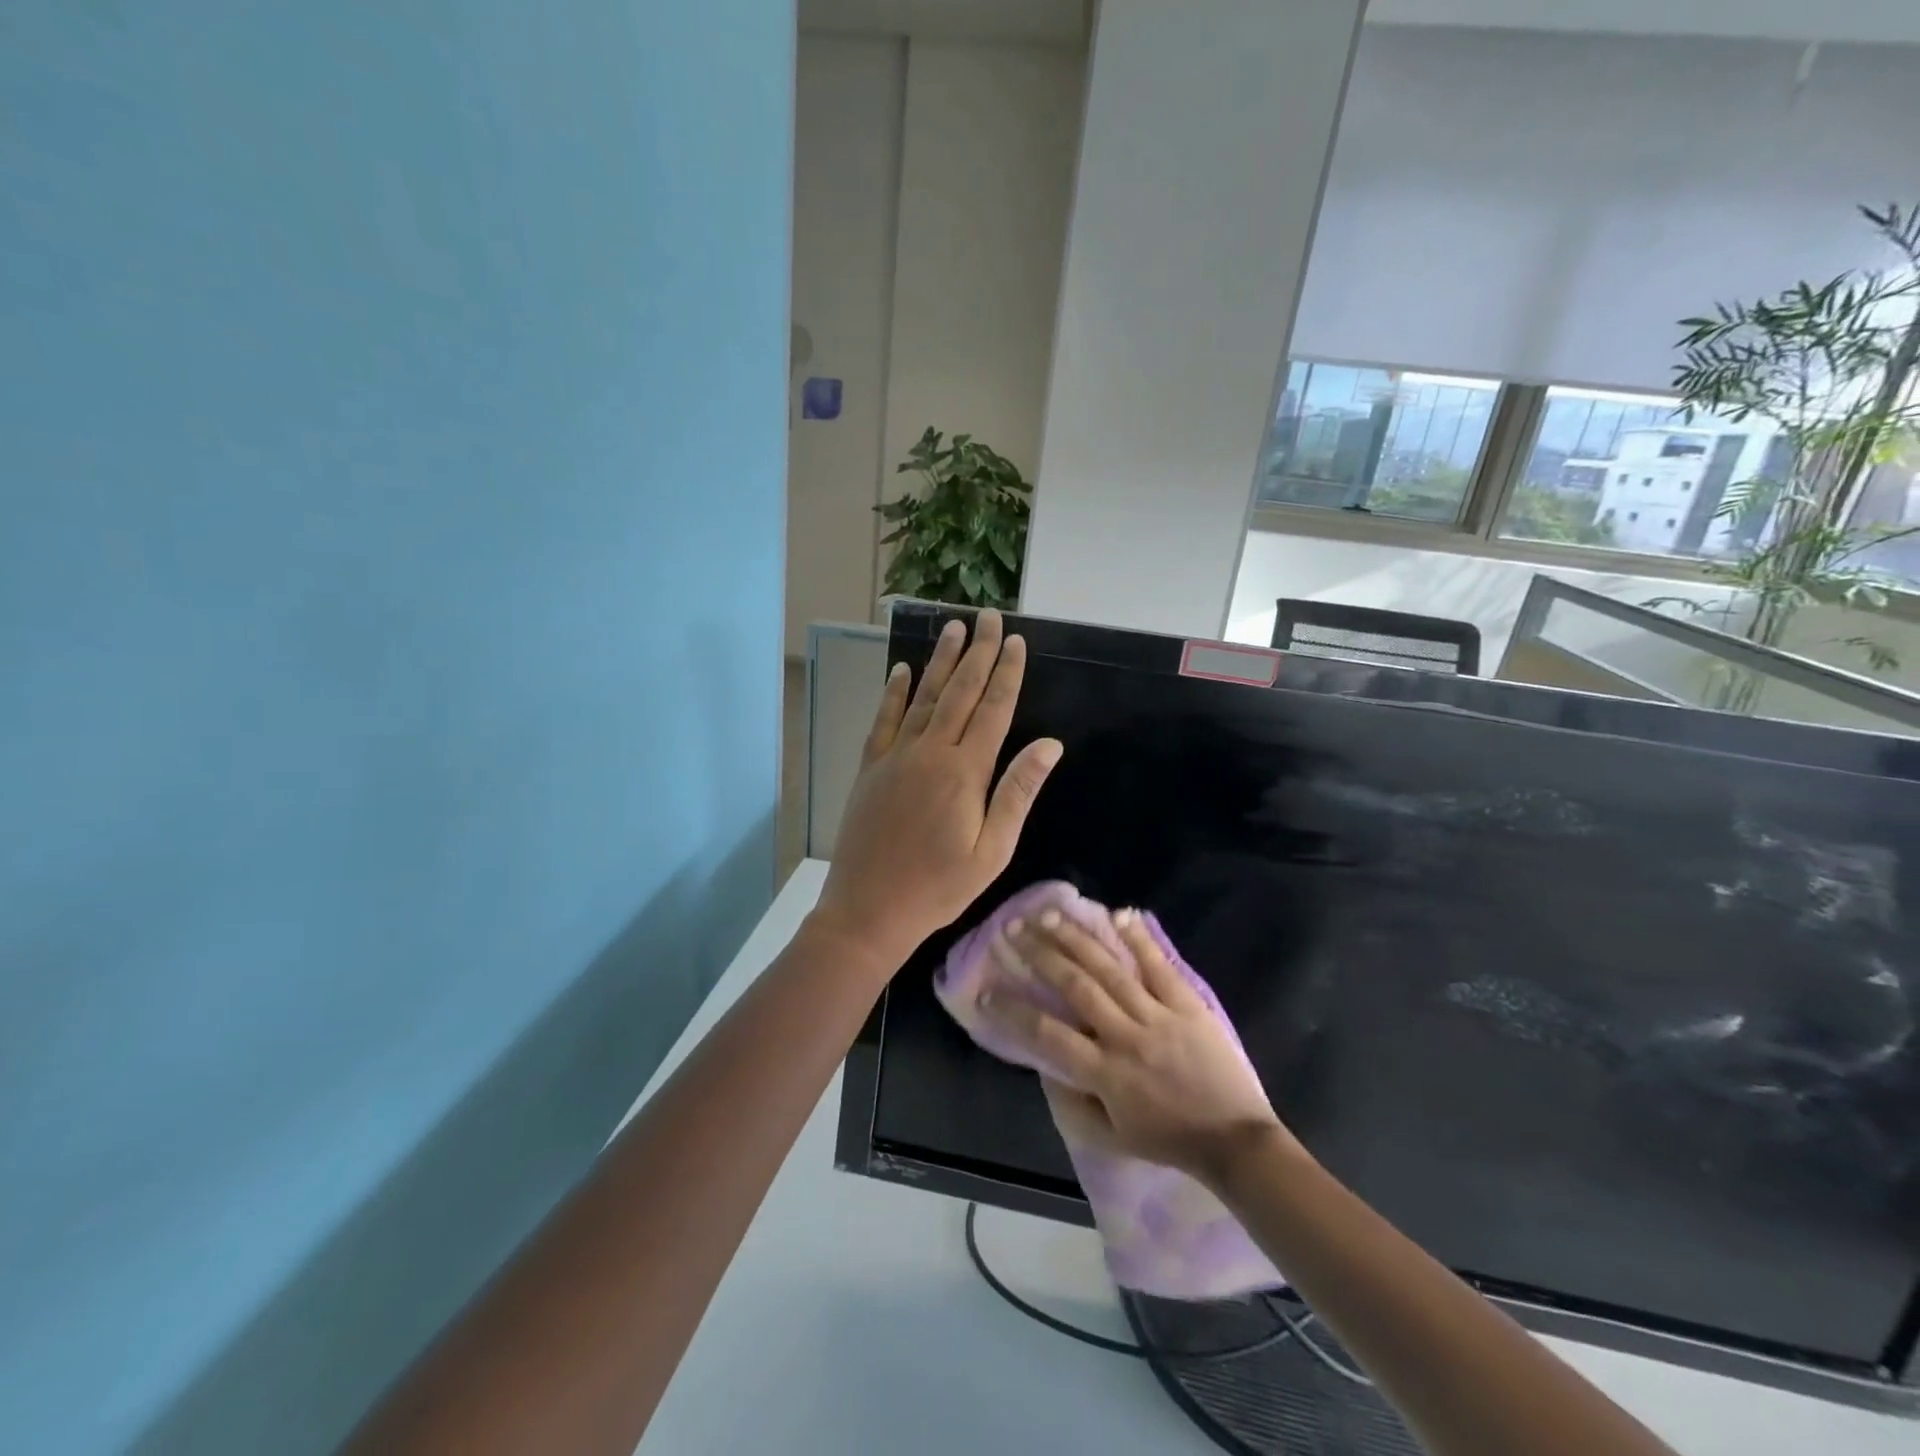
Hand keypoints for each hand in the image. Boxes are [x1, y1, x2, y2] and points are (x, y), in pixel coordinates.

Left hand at [810, 610, 1063, 974]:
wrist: (868, 908)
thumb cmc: (939, 887)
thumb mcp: (992, 850)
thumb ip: (1018, 793)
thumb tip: (1050, 744)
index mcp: (965, 772)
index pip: (993, 710)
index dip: (1007, 674)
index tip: (1016, 642)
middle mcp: (930, 752)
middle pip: (960, 692)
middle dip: (978, 653)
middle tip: (989, 618)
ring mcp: (896, 756)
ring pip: (924, 697)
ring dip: (941, 661)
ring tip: (953, 628)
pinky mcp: (870, 767)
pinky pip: (884, 720)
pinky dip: (894, 692)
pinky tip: (902, 670)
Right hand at [984, 908, 1302, 1186]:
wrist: (1235, 1141)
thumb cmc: (1168, 1140)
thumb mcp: (1111, 1137)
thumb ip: (1073, 1104)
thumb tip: (1044, 1066)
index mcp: (1105, 1073)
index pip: (1048, 1035)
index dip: (1012, 1012)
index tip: (985, 990)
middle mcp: (1126, 1037)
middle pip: (1076, 987)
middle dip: (1040, 955)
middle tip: (1013, 929)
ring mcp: (1158, 1016)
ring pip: (1110, 969)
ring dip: (1076, 939)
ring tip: (1048, 915)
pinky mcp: (1187, 1005)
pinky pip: (1159, 966)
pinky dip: (1138, 939)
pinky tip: (1117, 913)